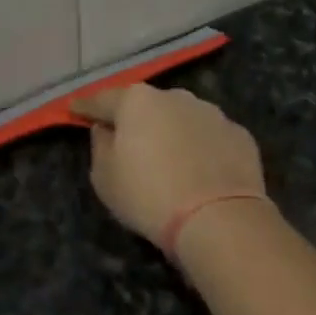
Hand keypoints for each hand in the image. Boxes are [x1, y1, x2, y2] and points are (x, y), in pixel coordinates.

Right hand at [71, 85, 265, 245]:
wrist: (218, 218)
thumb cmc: (148, 196)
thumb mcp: (105, 178)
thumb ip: (100, 146)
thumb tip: (106, 130)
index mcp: (138, 102)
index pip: (103, 100)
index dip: (86, 107)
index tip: (75, 110)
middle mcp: (176, 97)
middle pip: (148, 106)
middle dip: (137, 120)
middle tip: (129, 141)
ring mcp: (212, 113)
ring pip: (183, 119)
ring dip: (173, 133)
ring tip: (170, 160)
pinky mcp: (240, 135)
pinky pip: (210, 138)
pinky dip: (202, 149)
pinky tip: (201, 172)